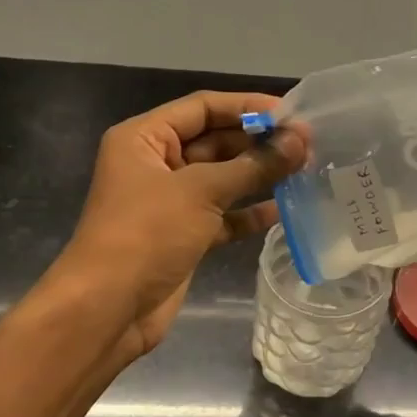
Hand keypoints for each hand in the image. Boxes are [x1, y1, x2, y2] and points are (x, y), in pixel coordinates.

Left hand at [52, 90, 306, 359]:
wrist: (109, 309)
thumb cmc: (147, 234)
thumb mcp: (201, 191)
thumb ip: (254, 165)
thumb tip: (300, 139)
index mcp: (145, 138)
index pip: (202, 107)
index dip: (247, 107)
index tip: (292, 113)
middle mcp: (156, 163)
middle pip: (215, 141)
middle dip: (258, 142)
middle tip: (307, 144)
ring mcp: (170, 202)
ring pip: (222, 178)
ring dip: (259, 175)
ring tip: (304, 169)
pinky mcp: (184, 235)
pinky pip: (223, 215)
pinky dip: (249, 212)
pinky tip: (284, 209)